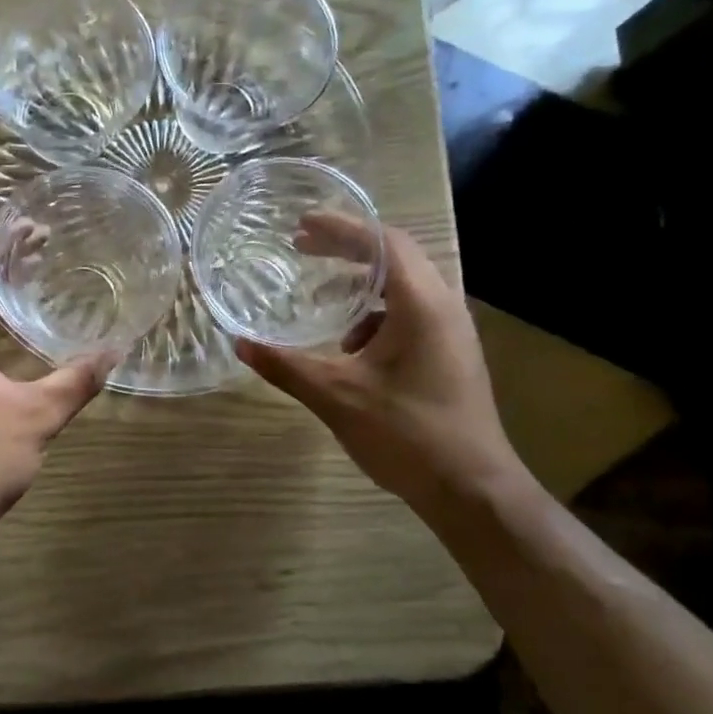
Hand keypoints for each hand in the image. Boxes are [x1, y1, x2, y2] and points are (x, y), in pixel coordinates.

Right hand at [235, 220, 526, 518]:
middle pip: (395, 257)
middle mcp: (444, 307)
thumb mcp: (336, 397)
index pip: (383, 242)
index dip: (341, 227)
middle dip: (346, 250)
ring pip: (403, 288)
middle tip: (302, 249)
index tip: (302, 224)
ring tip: (320, 301)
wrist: (472, 489)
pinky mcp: (451, 354)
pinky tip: (350, 348)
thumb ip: (286, 366)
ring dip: (360, 285)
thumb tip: (240, 344)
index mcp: (422, 304)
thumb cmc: (407, 435)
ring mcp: (453, 332)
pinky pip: (411, 314)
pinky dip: (375, 316)